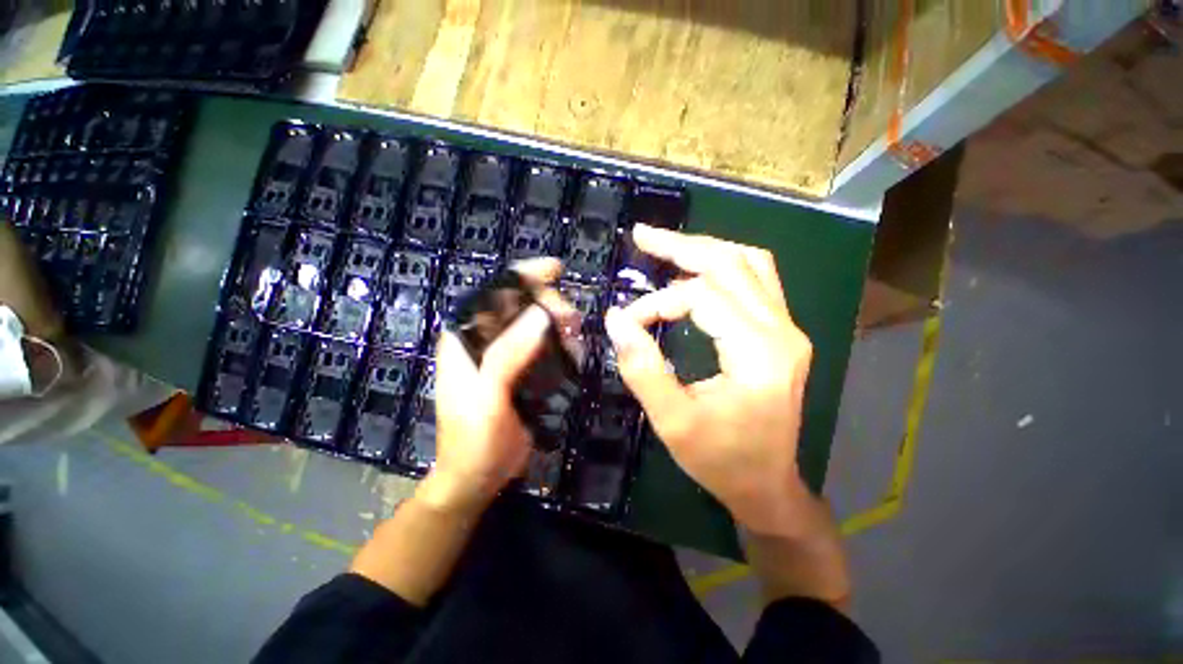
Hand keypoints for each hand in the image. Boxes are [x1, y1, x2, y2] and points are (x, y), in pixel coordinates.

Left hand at [424, 259, 561, 512]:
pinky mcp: (519, 370)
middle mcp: (483, 340)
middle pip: (519, 305)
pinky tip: (574, 354)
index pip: (493, 293)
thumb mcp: (487, 397)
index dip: (524, 276)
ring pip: (535, 324)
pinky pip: (544, 346)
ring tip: (576, 338)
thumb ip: (508, 355)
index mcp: (465, 338)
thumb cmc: (472, 440)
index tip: (556, 269)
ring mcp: (503, 355)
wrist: (476, 477)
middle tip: (573, 321)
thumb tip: (541, 316)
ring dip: (559, 325)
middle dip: (549, 304)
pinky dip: (561, 345)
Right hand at [604, 225, 813, 536]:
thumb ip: (642, 368)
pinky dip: (723, 265)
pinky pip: (756, 279)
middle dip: (681, 246)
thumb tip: (616, 319)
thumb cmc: (721, 461)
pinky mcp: (782, 333)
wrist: (768, 485)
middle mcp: (782, 330)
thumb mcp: (672, 421)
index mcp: (759, 353)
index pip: (701, 297)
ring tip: (667, 247)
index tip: (627, 322)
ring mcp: (788, 329)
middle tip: (642, 235)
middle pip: (732, 263)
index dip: (657, 303)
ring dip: (705, 249)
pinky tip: (696, 269)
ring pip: (749, 262)